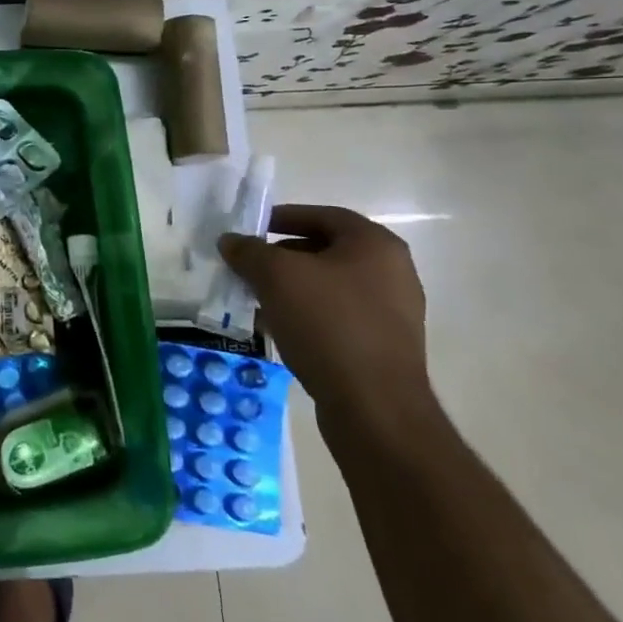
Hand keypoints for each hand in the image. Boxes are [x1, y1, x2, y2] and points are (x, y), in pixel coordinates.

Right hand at [219, 204, 430, 425]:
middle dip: (280, 256)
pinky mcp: (382, 346)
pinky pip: (335, 317)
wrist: (374, 407)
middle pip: (324, 251)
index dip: (282, 217)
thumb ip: (249, 251)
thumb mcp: (276, 276)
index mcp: (375, 245)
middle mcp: (391, 272)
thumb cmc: (328, 324)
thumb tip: (230, 241)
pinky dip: (304, 316)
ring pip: (327, 287)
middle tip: (246, 265)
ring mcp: (390, 312)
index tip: (250, 229)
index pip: (322, 215)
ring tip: (254, 298)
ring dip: (288, 289)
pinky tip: (275, 328)